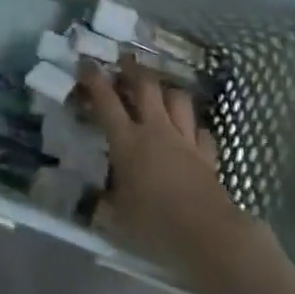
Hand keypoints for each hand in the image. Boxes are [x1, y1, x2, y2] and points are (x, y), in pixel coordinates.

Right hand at [79, 55, 250, 271]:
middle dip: (133, 69)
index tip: (86, 62)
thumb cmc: (155, 224)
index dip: (94, 79)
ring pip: (178, 100)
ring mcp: (185, 141)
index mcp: (127, 141)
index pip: (106, 101)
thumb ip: (106, 202)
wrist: (208, 234)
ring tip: (159, 89)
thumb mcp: (118, 216)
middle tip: (125, 59)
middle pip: (146, 87)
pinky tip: (190, 131)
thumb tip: (94, 200)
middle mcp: (156, 131)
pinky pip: (201, 131)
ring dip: (166, 90)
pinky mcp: (207, 155)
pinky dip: (193, 127)